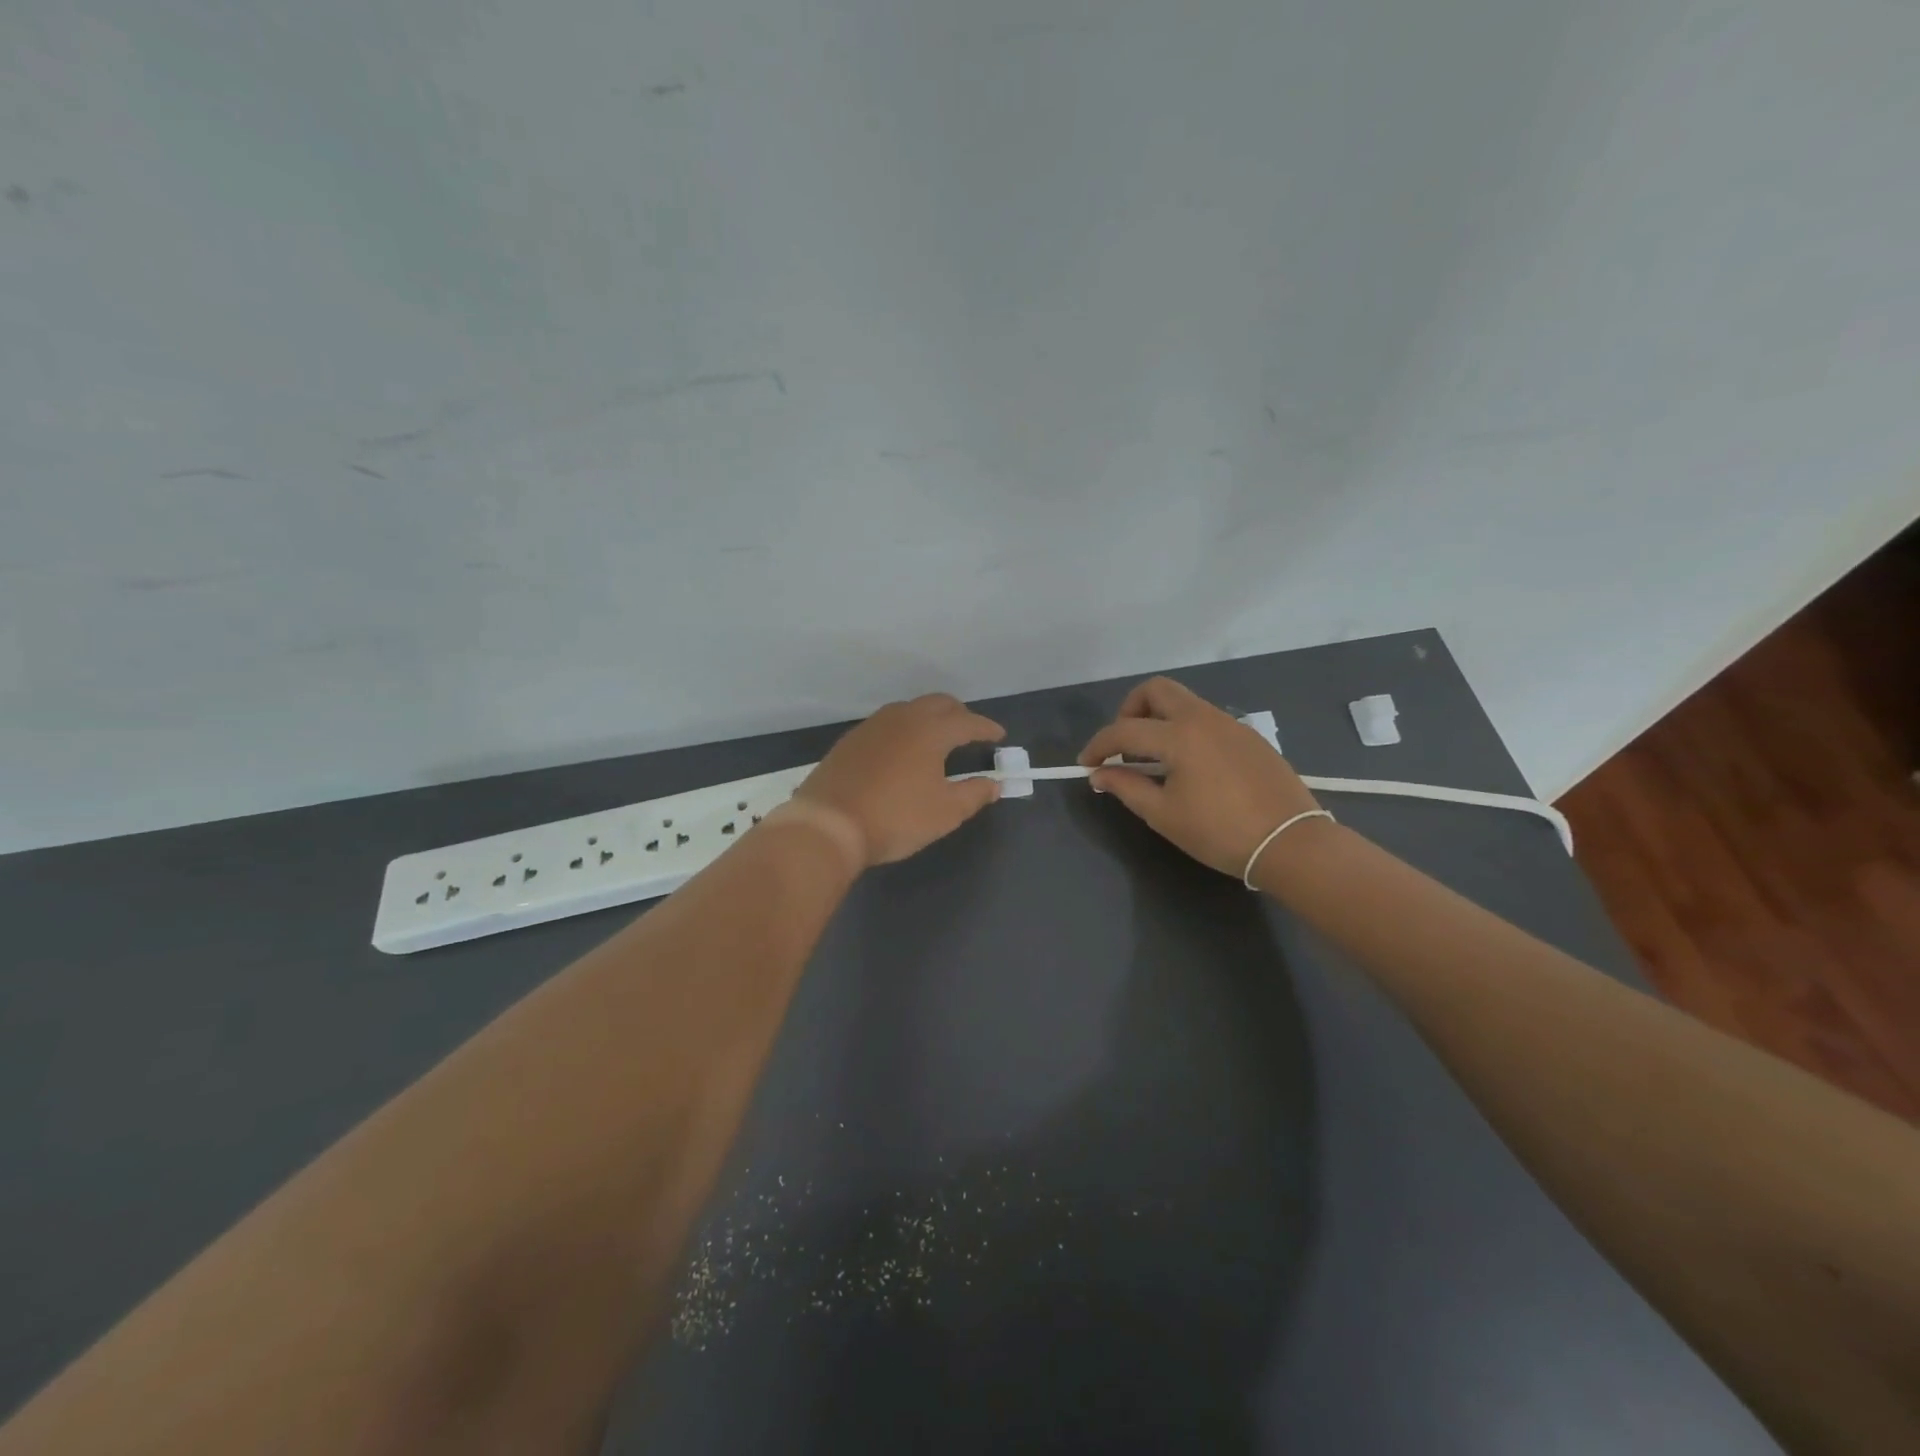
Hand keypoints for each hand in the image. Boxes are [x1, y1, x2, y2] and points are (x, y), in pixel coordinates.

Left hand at [796, 694, 1005, 865]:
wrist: (828, 825)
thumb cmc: (895, 818)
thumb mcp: (945, 812)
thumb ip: (974, 794)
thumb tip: (994, 784)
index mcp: (931, 730)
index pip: (968, 721)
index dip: (987, 728)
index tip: (999, 736)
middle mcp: (902, 718)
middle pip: (938, 703)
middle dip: (959, 714)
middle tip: (970, 732)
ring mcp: (872, 726)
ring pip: (910, 709)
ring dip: (930, 718)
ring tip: (938, 740)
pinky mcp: (851, 740)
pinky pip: (888, 723)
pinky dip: (905, 729)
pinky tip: (903, 752)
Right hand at [1078, 677, 1325, 877]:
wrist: (1291, 843)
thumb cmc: (1220, 832)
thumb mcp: (1164, 815)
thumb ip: (1127, 788)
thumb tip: (1100, 774)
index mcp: (1179, 735)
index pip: (1124, 730)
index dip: (1099, 745)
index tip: (1086, 764)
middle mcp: (1204, 718)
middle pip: (1156, 690)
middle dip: (1130, 710)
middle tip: (1123, 745)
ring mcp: (1231, 724)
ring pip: (1184, 702)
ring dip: (1158, 719)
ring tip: (1153, 759)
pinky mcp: (1249, 737)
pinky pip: (1206, 719)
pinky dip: (1184, 730)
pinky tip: (1188, 765)